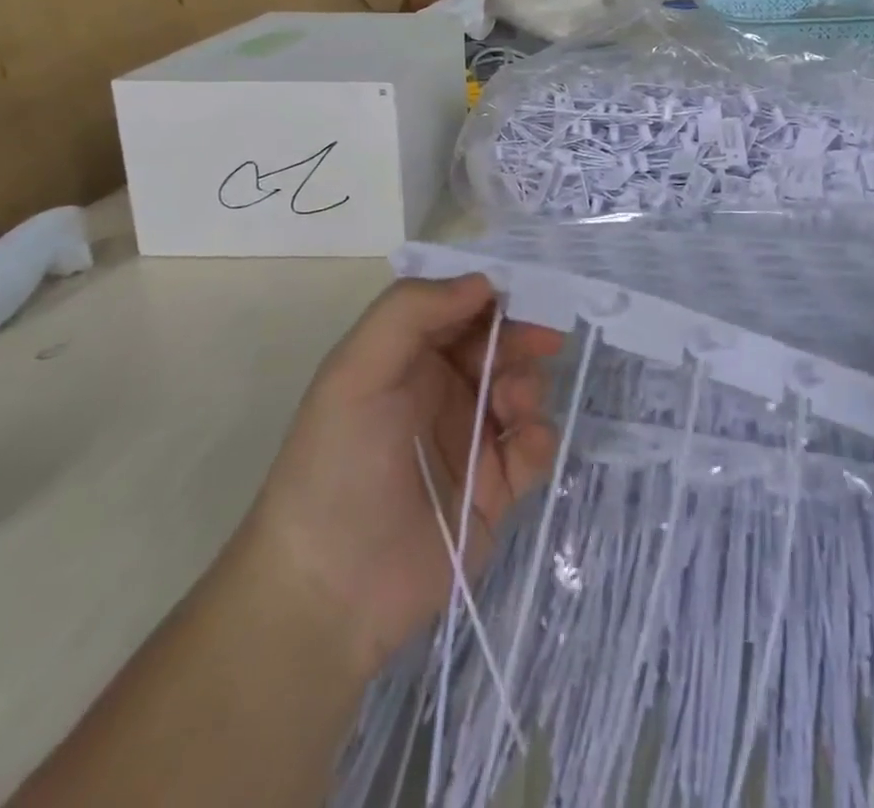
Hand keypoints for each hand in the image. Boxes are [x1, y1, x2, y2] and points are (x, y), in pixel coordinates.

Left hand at [251, 276, 561, 681]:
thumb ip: (412, 311)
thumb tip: (483, 281)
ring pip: (521, 390)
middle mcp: (440, 391)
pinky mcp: (495, 488)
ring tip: (513, 405)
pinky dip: (540, 437)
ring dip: (529, 385)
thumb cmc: (338, 464)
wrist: (330, 591)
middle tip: (543, 342)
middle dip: (521, 338)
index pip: (458, 310)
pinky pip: (534, 447)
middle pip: (497, 346)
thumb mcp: (356, 372)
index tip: (520, 296)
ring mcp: (470, 439)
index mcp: (406, 359)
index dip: (490, 298)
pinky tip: (526, 444)